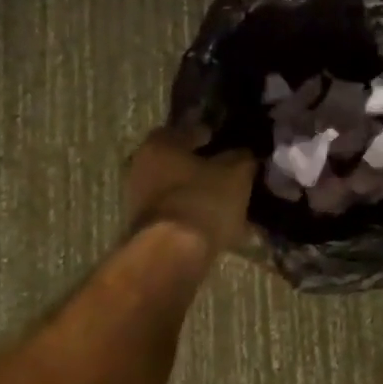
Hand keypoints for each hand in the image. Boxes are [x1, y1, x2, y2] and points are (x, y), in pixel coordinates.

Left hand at [124, 127, 256, 253]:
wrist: (173, 254)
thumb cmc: (203, 200)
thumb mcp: (236, 172)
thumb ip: (241, 157)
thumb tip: (244, 154)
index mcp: (159, 144)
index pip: (185, 129)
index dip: (208, 134)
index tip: (226, 142)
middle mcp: (141, 167)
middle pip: (177, 161)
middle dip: (202, 166)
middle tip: (228, 171)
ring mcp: (138, 200)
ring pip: (177, 189)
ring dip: (198, 193)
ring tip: (227, 201)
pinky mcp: (145, 228)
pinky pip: (177, 213)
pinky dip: (195, 215)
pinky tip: (217, 223)